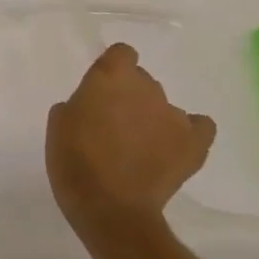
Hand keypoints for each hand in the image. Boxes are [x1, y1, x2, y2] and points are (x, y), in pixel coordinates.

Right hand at [46, 43, 216, 253]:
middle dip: (130, 95)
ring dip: (152, 117)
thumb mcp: (59, 122)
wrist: (109, 205)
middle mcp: (147, 89)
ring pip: (164, 105)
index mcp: (110, 78)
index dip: (112, 67)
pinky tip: (172, 146)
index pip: (122, 53)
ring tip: (140, 145)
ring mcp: (174, 116)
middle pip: (143, 80)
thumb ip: (80, 103)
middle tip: (114, 122)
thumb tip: (97, 107)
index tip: (101, 88)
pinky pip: (199, 126)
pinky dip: (187, 132)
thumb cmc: (73, 159)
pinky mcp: (195, 144)